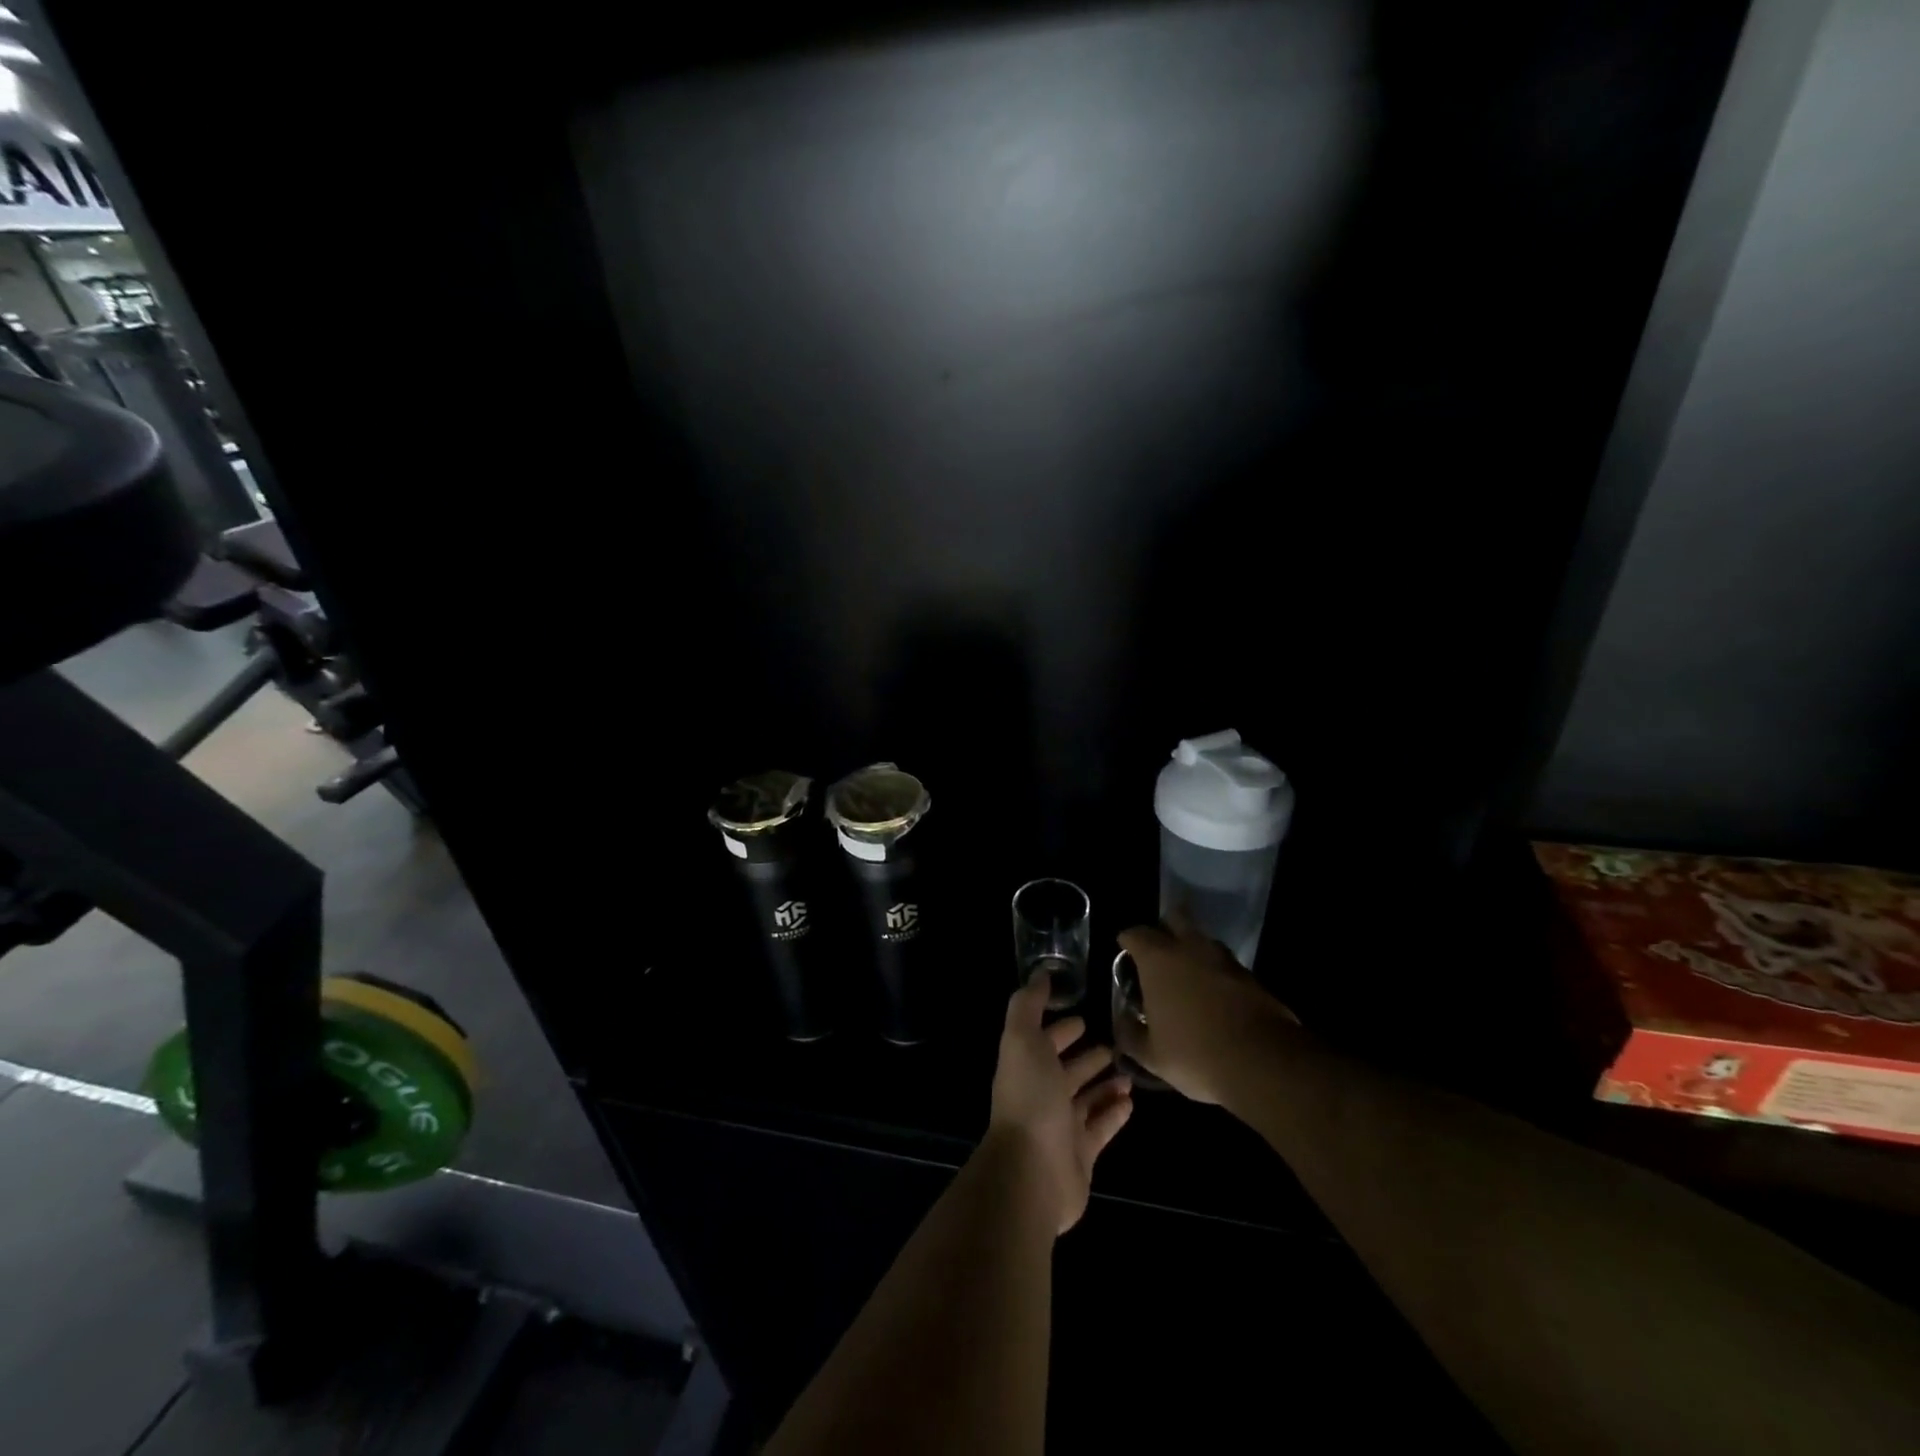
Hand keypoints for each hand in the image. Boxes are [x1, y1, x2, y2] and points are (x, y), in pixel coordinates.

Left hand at [987, 976, 1132, 1233]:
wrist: (1032, 1171)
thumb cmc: (1029, 1098)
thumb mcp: (1022, 1039)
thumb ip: (1028, 1004)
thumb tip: (1040, 973)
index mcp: (1027, 1066)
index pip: (1044, 1041)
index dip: (1061, 1028)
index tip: (1083, 1016)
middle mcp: (1042, 1094)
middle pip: (1067, 1071)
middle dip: (1087, 1056)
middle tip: (1114, 1043)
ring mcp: (1062, 1126)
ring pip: (1087, 1099)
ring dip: (1105, 1084)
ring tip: (1129, 1071)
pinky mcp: (1082, 1154)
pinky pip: (1101, 1128)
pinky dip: (1114, 1113)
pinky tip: (1131, 1102)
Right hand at [1115, 918, 1300, 1105]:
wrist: (1262, 1063)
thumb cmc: (1194, 1053)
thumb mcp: (1151, 1055)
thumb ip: (1130, 1035)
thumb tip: (1122, 1024)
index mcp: (1158, 959)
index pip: (1136, 933)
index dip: (1128, 940)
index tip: (1125, 950)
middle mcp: (1190, 948)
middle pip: (1175, 918)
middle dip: (1165, 927)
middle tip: (1159, 950)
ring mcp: (1224, 959)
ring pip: (1203, 940)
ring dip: (1193, 949)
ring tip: (1188, 974)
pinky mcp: (1251, 976)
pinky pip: (1226, 964)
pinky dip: (1217, 972)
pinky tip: (1215, 995)